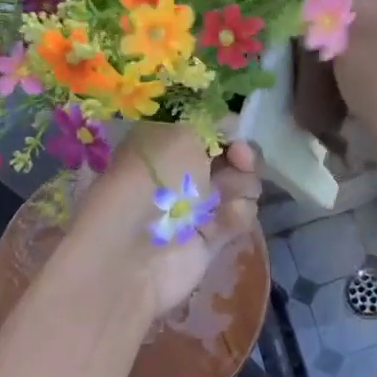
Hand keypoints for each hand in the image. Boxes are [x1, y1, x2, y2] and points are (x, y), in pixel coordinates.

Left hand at [73, 123, 261, 318]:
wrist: (134, 252)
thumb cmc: (152, 182)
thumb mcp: (180, 136)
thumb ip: (211, 125)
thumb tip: (231, 124)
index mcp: (165, 143)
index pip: (209, 130)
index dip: (229, 130)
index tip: (236, 134)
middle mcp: (181, 172)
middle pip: (231, 158)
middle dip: (242, 157)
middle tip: (240, 160)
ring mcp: (196, 207)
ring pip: (241, 186)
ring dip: (241, 186)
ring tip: (224, 196)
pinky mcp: (211, 238)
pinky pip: (239, 217)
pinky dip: (237, 215)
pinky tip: (225, 220)